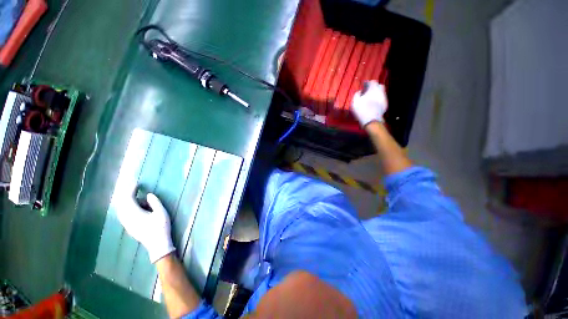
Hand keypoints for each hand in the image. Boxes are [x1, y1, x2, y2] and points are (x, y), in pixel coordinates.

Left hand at [116, 185, 174, 263]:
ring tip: (135, 196)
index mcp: (135, 214)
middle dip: (127, 194)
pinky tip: (134, 207)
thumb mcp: (162, 213)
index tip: (137, 184)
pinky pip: (123, 214)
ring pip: (121, 209)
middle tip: (134, 188)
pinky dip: (126, 207)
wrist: (157, 244)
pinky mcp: (128, 227)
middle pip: (122, 204)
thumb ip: (155, 202)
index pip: (128, 199)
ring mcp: (127, 224)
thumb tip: (148, 194)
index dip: (131, 190)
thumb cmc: (161, 227)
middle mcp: (127, 218)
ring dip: (126, 201)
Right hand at [351, 80, 387, 126]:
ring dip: (376, 93)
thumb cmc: (362, 110)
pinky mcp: (385, 105)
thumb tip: (360, 91)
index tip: (363, 85)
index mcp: (373, 89)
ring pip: (381, 92)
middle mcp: (380, 92)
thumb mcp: (355, 101)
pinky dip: (378, 99)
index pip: (372, 82)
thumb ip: (357, 94)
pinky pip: (382, 99)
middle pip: (379, 86)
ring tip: (370, 98)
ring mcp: (384, 99)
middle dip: (374, 87)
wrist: (371, 120)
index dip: (367, 83)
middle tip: (368, 91)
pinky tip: (373, 104)